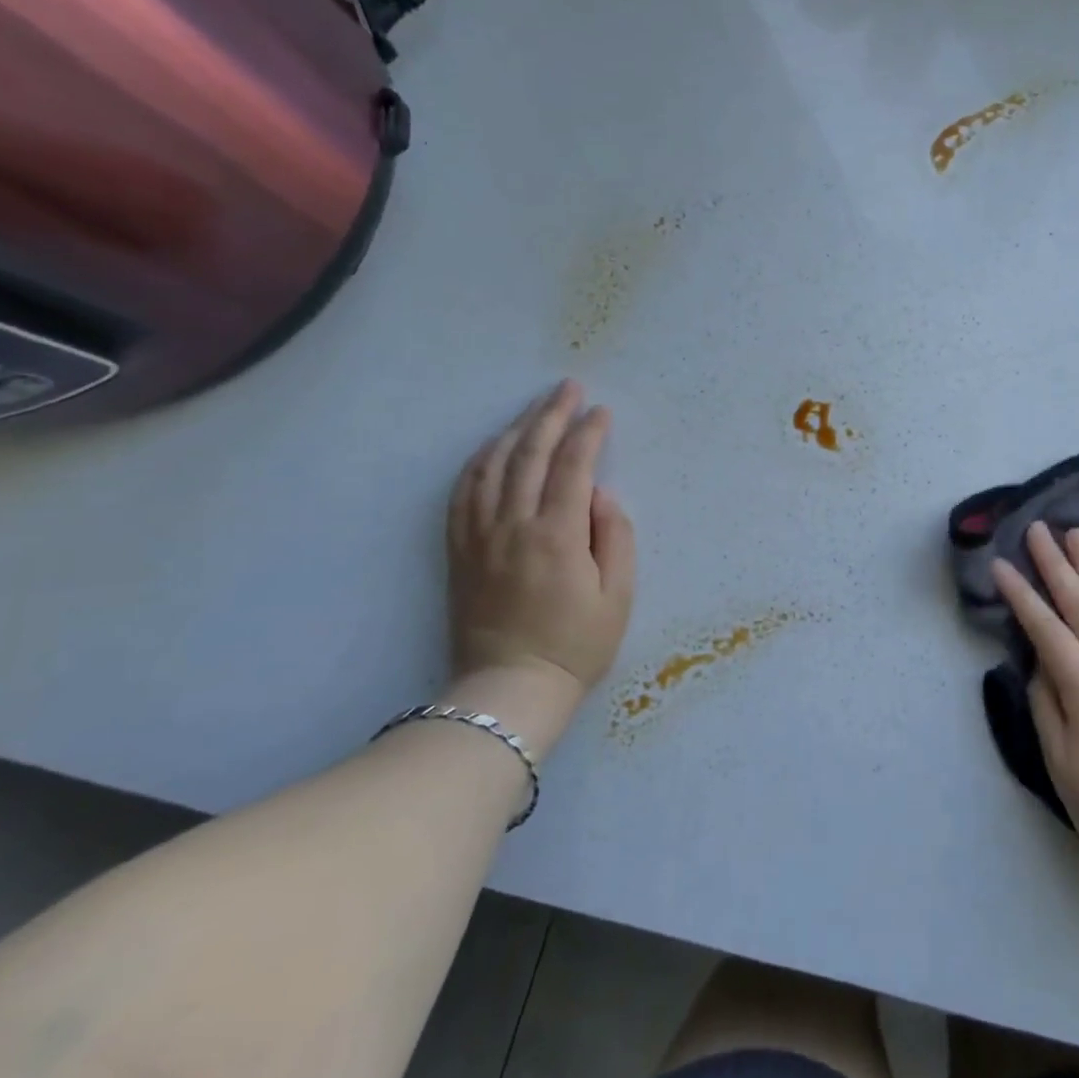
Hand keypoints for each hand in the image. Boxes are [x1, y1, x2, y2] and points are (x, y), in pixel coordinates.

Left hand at [445, 381, 635, 730]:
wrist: (509, 689)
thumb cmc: (577, 645)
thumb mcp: (618, 596)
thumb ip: (615, 537)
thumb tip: (600, 495)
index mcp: (557, 535)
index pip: (573, 466)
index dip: (589, 433)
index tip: (602, 411)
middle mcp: (513, 526)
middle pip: (529, 454)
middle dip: (551, 415)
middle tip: (568, 388)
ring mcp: (480, 537)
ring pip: (492, 467)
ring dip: (515, 430)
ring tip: (535, 409)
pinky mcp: (460, 551)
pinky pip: (463, 493)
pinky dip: (479, 462)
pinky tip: (492, 448)